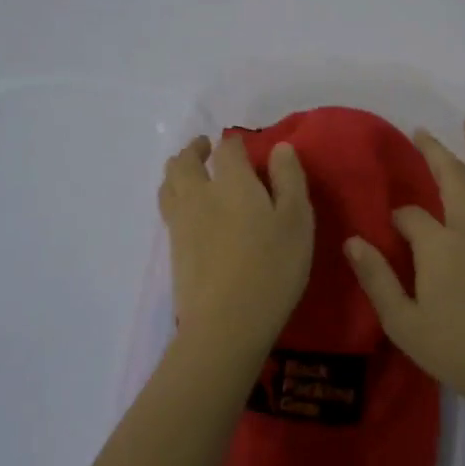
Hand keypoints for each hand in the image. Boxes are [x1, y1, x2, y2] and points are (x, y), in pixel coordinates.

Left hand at [159, 134, 314, 367]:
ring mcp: (181, 222)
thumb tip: (280, 148)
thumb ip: (289, 179)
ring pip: (169, 184)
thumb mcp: (297, 220)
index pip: (227, 148)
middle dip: (195, 150)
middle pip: (184, 161)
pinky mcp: (173, 249)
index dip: (234, 143)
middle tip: (206, 148)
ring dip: (178, 170)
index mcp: (232, 182)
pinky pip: (167, 208)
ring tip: (189, 172)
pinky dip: (174, 195)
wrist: (226, 323)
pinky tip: (187, 208)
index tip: (241, 145)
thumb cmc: (272, 267)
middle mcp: (199, 194)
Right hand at [344, 115, 464, 415]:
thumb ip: (376, 278)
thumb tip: (352, 241)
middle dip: (435, 151)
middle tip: (423, 130)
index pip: (411, 215)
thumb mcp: (402, 322)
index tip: (392, 230)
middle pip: (453, 178)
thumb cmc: (455, 349)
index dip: (398, 218)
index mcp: (438, 245)